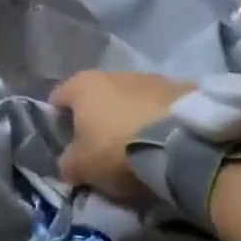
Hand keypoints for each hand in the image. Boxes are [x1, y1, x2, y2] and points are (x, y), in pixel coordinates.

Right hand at [49, 71, 190, 201]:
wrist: (183, 144)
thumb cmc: (118, 149)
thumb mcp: (81, 167)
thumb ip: (67, 163)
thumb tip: (69, 164)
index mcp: (83, 85)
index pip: (57, 99)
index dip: (57, 123)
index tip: (68, 147)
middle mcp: (114, 73)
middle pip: (96, 98)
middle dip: (97, 121)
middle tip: (103, 151)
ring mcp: (150, 77)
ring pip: (130, 100)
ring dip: (130, 119)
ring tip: (140, 148)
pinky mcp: (181, 88)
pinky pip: (159, 107)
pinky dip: (157, 121)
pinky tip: (164, 143)